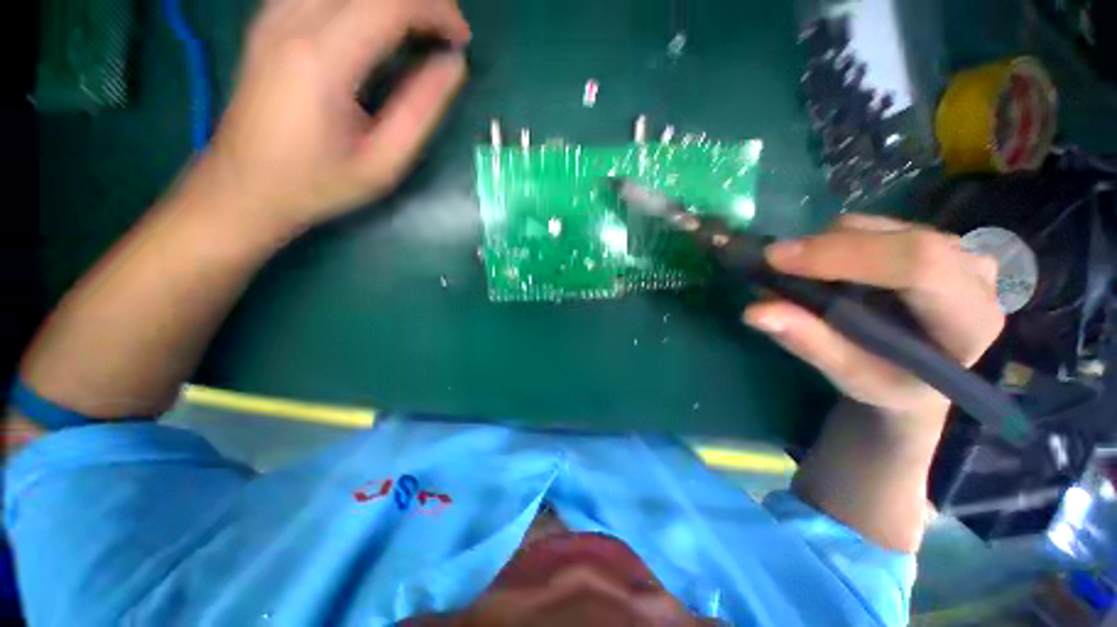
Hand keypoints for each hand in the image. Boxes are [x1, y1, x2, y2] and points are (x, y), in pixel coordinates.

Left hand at [194, 0, 471, 236]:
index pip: (390, 2)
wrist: (245, 186)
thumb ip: (421, 109)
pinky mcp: (269, 19)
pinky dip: (359, 0)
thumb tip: (453, 65)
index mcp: (323, 60)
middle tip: (443, 32)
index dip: (437, 11)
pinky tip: (373, 25)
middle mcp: (293, 21)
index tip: (460, 40)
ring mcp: (275, 14)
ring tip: (416, 26)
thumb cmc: (319, 182)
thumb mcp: (384, 161)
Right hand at [743, 214, 1003, 417]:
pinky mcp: (927, 237)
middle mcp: (973, 271)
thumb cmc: (888, 384)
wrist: (915, 373)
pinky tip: (825, 273)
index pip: (917, 264)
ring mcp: (954, 248)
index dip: (842, 255)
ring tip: (800, 280)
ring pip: (874, 226)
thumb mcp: (849, 376)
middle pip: (892, 237)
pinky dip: (832, 245)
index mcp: (970, 318)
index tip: (775, 259)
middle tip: (772, 268)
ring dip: (823, 249)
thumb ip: (809, 343)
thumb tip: (754, 312)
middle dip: (822, 250)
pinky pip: (869, 226)